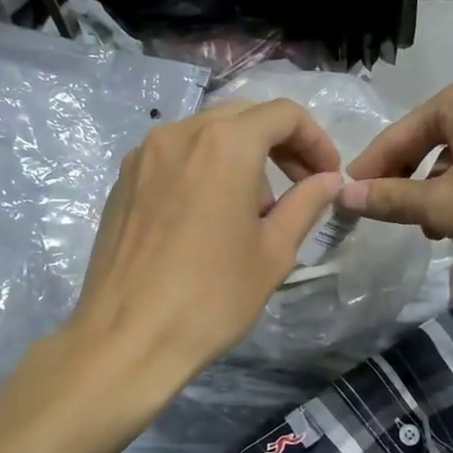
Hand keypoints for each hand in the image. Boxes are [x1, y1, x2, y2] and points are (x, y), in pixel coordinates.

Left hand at [67, 99, 343, 384]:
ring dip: (239, 157)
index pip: (283, 114)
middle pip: (242, 117)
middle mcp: (179, 134)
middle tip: (297, 187)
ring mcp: (143, 155)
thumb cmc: (212, 296)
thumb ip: (306, 204)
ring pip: (205, 135)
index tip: (325, 177)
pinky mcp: (122, 181)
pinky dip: (202, 170)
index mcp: (224, 144)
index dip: (315, 140)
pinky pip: (174, 158)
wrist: (127, 338)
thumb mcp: (273, 251)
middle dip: (278, 144)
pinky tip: (206, 217)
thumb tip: (330, 180)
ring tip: (249, 211)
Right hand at [340, 70, 452, 287]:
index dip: (370, 167)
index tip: (346, 197)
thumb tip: (343, 195)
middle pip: (431, 139)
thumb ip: (389, 198)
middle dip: (406, 178)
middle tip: (388, 213)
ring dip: (437, 189)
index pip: (401, 132)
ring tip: (429, 227)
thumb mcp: (441, 207)